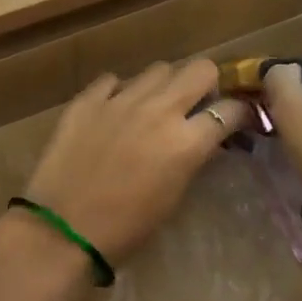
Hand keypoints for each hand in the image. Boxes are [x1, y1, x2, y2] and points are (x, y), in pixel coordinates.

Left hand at [21, 61, 252, 265]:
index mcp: (186, 142)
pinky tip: (114, 111)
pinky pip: (113, 80)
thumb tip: (202, 139)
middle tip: (198, 102)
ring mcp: (120, 99)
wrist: (63, 232)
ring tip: (154, 106)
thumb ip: (192, 158)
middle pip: (200, 69)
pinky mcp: (87, 100)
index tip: (236, 118)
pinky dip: (119, 91)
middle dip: (207, 82)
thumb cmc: (126, 229)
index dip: (239, 112)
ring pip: (158, 69)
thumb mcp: (174, 196)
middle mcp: (159, 110)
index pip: (230, 109)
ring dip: (164, 85)